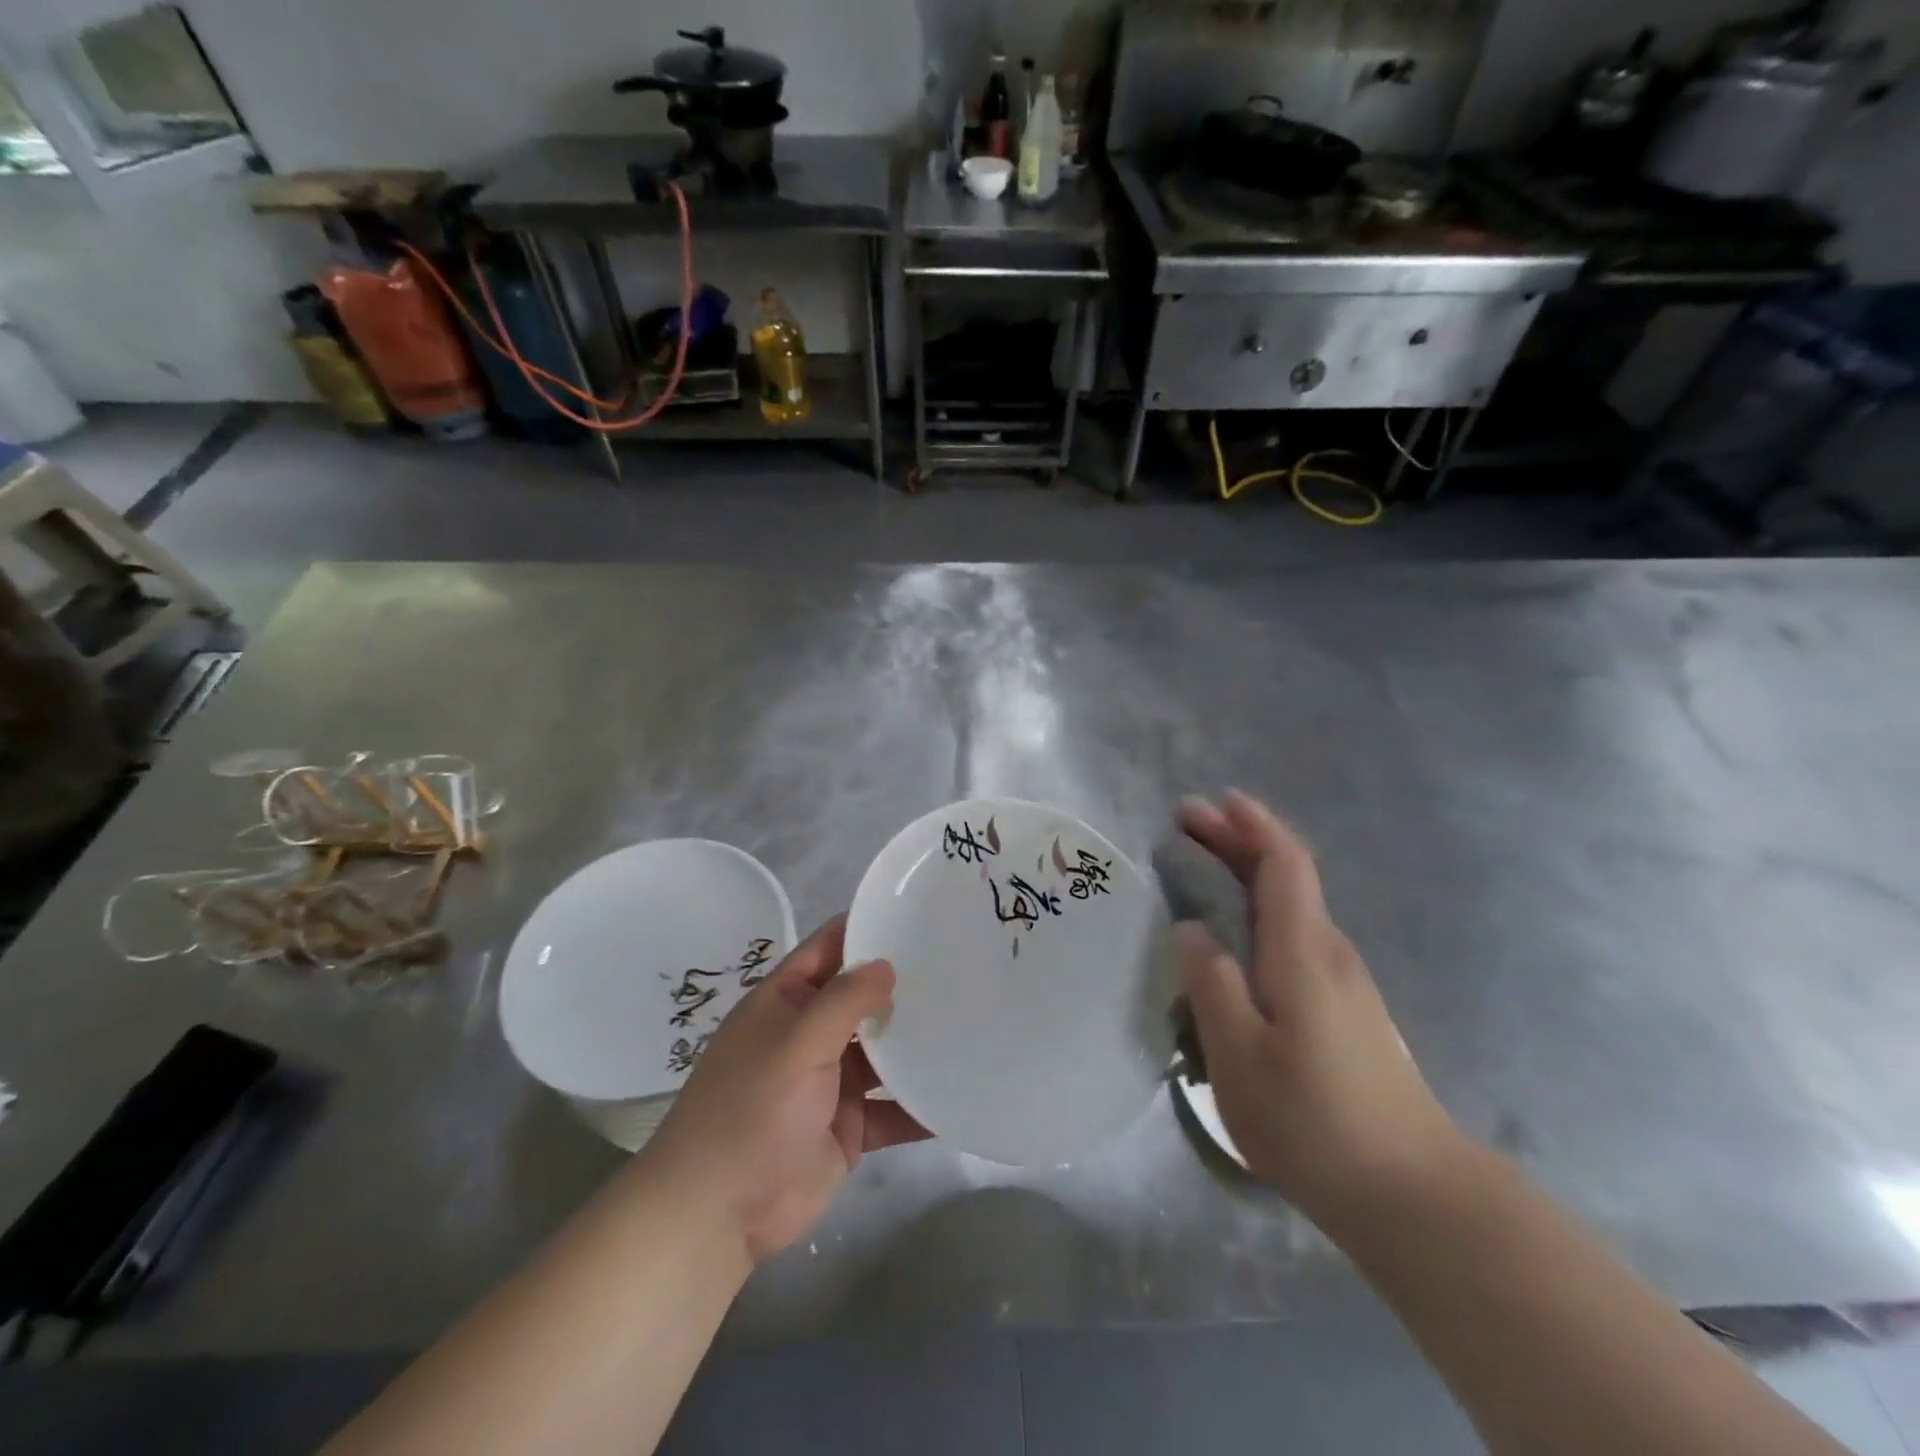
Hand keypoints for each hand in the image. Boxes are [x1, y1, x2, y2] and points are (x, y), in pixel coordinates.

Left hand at [645, 915, 928, 1264]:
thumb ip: (844, 1000)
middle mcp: (810, 1033)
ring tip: (973, 1019)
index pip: (830, 946)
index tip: (918, 913)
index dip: (867, 927)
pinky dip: (920, 1103)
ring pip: (882, 1052)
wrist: (719, 1214)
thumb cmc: (753, 1109)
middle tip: (961, 963)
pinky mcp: (849, 1126)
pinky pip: (892, 1107)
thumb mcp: (798, 1042)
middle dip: (903, 984)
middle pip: (862, 998)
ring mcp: (830, 1081)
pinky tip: (960, 1091)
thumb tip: (887, 964)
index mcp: (787, 1000)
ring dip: (916, 1042)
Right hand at [1176, 792, 1463, 1225]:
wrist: (1413, 1194)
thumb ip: (1212, 984)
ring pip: (1293, 905)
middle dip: (1240, 839)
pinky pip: (1297, 933)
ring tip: (1204, 866)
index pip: (1284, 864)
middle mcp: (1329, 953)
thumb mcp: (1241, 1055)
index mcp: (1303, 952)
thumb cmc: (1317, 1121)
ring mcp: (1344, 982)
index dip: (1251, 825)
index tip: (1214, 801)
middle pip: (1288, 876)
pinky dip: (1262, 908)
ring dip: (1249, 873)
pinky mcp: (1346, 1010)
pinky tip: (1238, 932)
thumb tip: (1190, 929)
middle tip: (1188, 823)